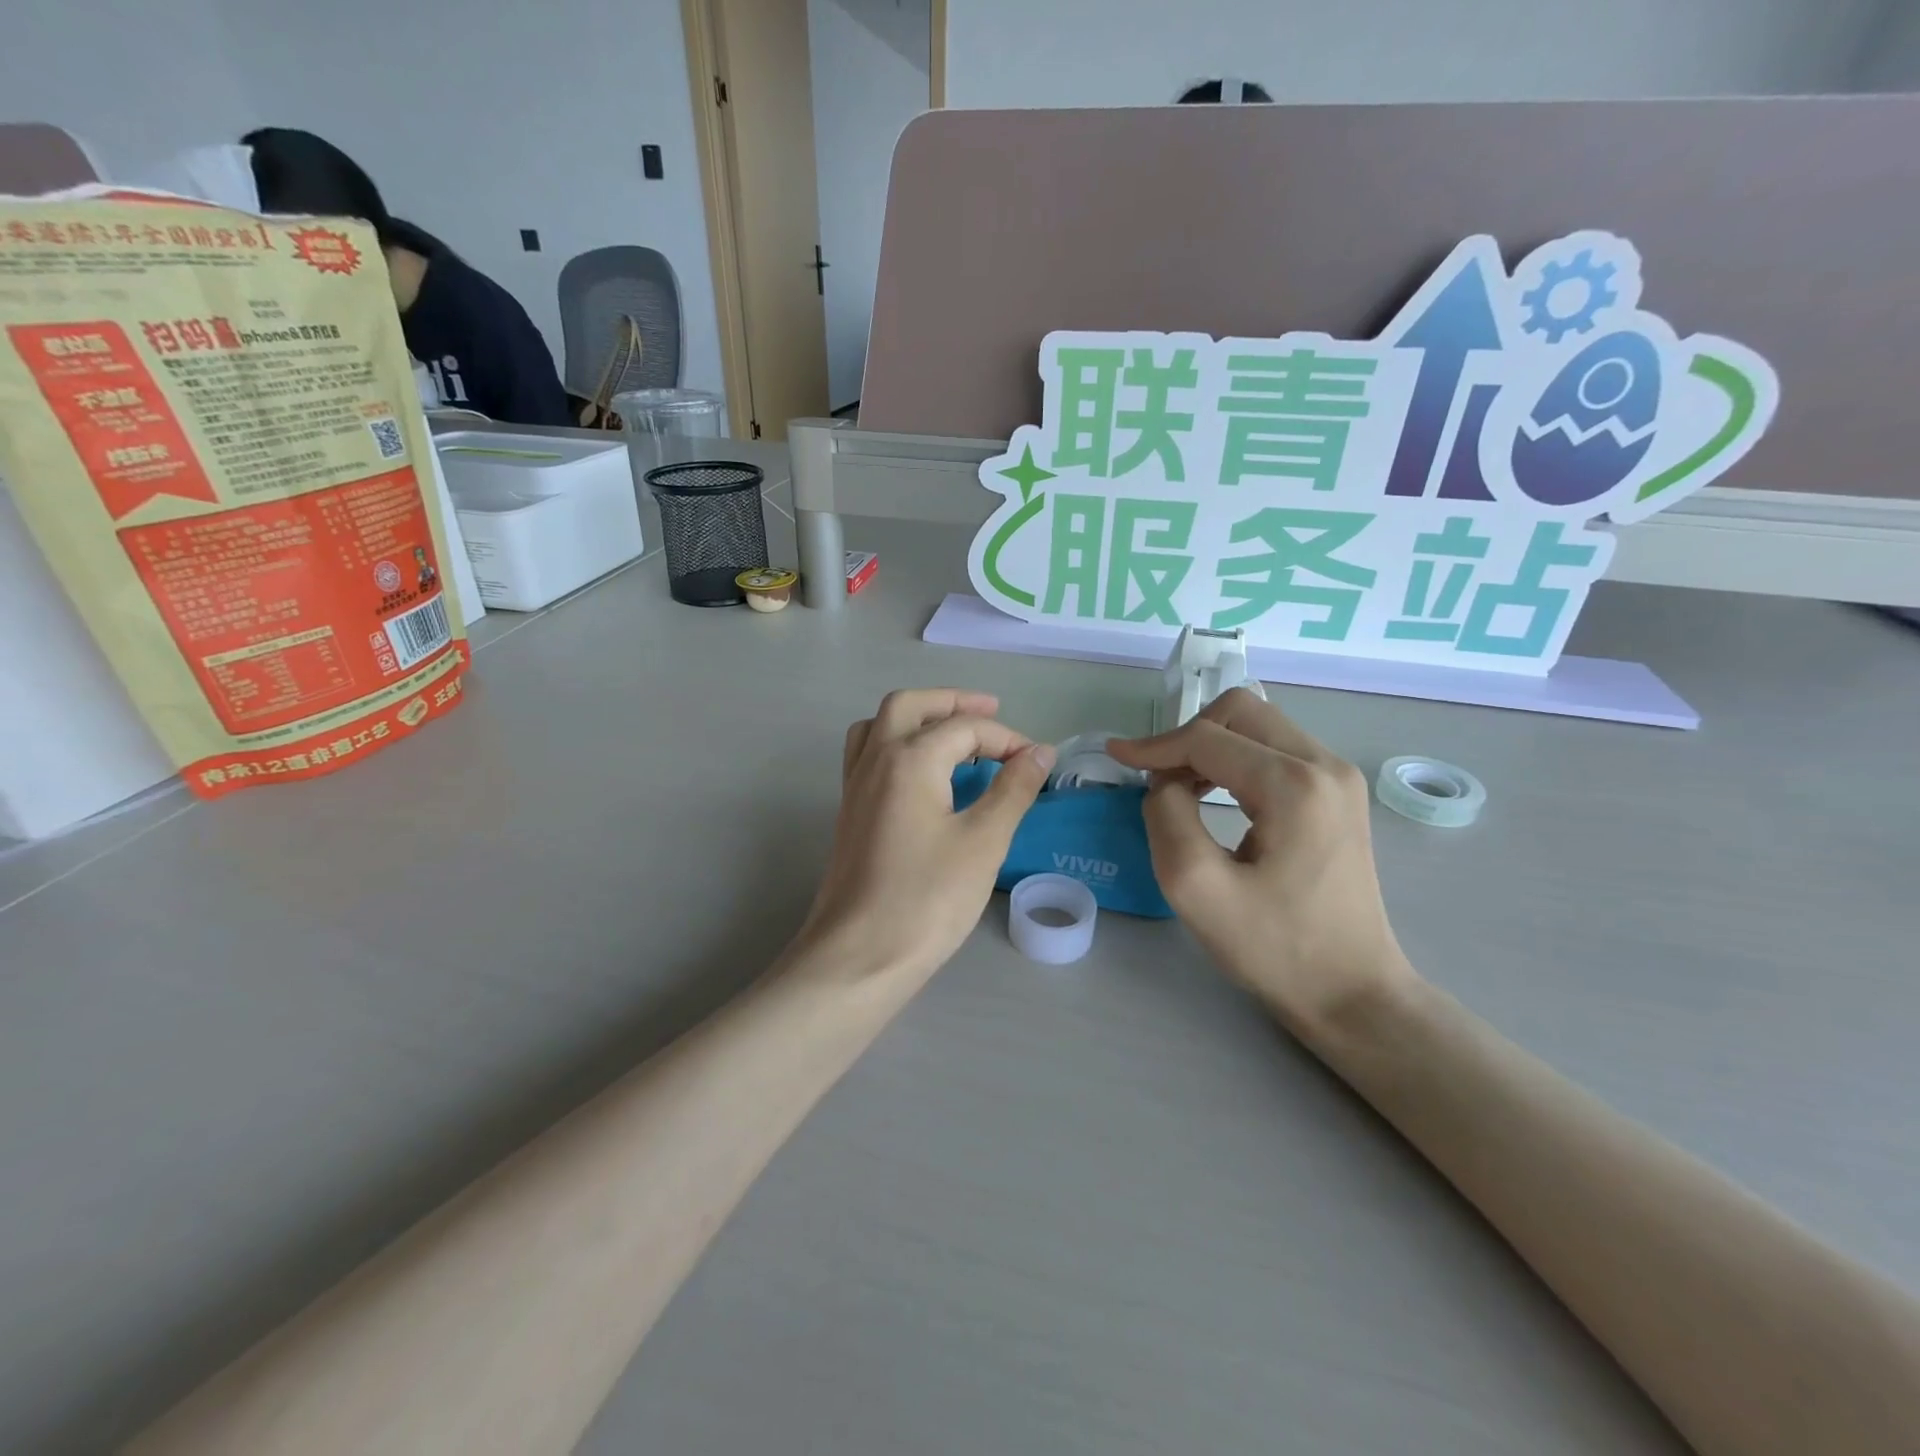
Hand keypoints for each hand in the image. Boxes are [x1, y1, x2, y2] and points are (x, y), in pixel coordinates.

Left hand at [800, 689, 1054, 981]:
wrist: (859, 956)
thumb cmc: (927, 899)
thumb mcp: (983, 842)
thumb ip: (1013, 790)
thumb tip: (1039, 753)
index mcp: (909, 759)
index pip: (964, 728)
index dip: (1007, 739)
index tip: (1038, 762)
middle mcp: (875, 760)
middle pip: (910, 705)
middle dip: (952, 702)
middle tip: (991, 712)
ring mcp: (855, 786)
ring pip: (880, 725)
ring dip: (918, 717)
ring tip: (952, 734)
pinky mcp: (849, 812)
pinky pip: (869, 755)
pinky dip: (897, 744)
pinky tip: (921, 774)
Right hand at [1108, 690, 1415, 1035]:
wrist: (1353, 992)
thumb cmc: (1275, 949)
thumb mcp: (1197, 889)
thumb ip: (1167, 817)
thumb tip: (1166, 783)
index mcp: (1295, 786)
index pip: (1208, 738)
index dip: (1154, 745)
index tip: (1115, 758)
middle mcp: (1326, 766)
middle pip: (1241, 711)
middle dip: (1187, 736)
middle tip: (1157, 778)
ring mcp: (1339, 778)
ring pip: (1259, 725)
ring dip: (1210, 745)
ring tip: (1179, 788)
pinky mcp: (1338, 795)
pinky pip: (1276, 750)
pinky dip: (1235, 759)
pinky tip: (1214, 794)